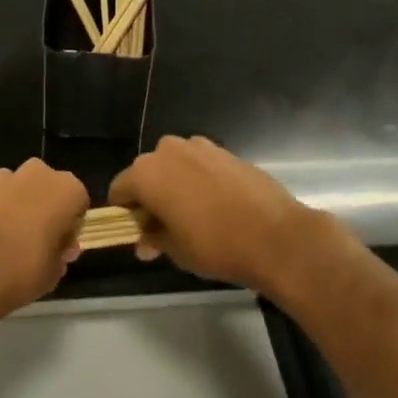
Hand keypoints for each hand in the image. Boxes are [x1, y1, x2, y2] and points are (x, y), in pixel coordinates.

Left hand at [0, 158, 89, 333]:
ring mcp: (4, 178)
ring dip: (22, 209)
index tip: (61, 250)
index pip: (79, 203)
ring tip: (12, 244)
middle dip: (47, 211)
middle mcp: (37, 174)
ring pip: (22, 190)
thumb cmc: (20, 271)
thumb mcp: (53, 274)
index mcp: (65, 189)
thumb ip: (59, 256)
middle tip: (40, 245)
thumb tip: (57, 250)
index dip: (71, 228)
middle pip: (49, 189)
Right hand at [110, 135, 338, 292]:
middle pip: (146, 172)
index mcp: (147, 173)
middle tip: (164, 227)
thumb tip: (144, 241)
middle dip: (150, 196)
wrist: (276, 236)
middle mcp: (168, 151)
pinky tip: (216, 204)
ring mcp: (199, 146)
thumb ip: (154, 239)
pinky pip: (199, 163)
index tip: (137, 233)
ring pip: (174, 165)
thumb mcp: (176, 250)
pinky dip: (199, 179)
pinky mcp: (225, 150)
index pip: (120, 189)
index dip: (124, 212)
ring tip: (192, 215)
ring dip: (175, 184)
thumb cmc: (216, 245)